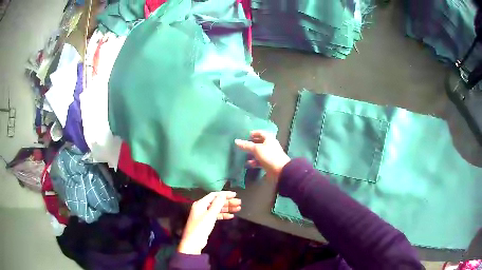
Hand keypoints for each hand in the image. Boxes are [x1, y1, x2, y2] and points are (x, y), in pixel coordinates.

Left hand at [178, 191, 240, 254]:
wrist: (194, 241)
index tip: (235, 194)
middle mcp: (202, 207)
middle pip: (216, 202)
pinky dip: (223, 215)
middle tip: (239, 202)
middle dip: (228, 202)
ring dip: (227, 208)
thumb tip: (223, 195)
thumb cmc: (201, 227)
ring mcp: (204, 214)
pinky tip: (231, 216)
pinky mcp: (206, 221)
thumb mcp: (210, 214)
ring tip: (238, 208)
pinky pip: (216, 215)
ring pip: (217, 209)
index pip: (214, 195)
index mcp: (201, 203)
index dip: (224, 194)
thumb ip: (217, 204)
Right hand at [235, 130, 290, 180]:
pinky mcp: (269, 163)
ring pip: (259, 152)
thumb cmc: (269, 156)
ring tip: (244, 155)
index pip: (261, 133)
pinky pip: (260, 161)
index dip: (254, 133)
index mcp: (269, 139)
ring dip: (252, 153)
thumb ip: (246, 145)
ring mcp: (270, 155)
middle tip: (243, 145)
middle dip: (252, 143)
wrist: (280, 170)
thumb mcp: (256, 149)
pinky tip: (248, 164)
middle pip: (260, 142)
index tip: (246, 135)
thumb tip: (236, 141)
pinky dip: (254, 162)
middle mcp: (270, 146)